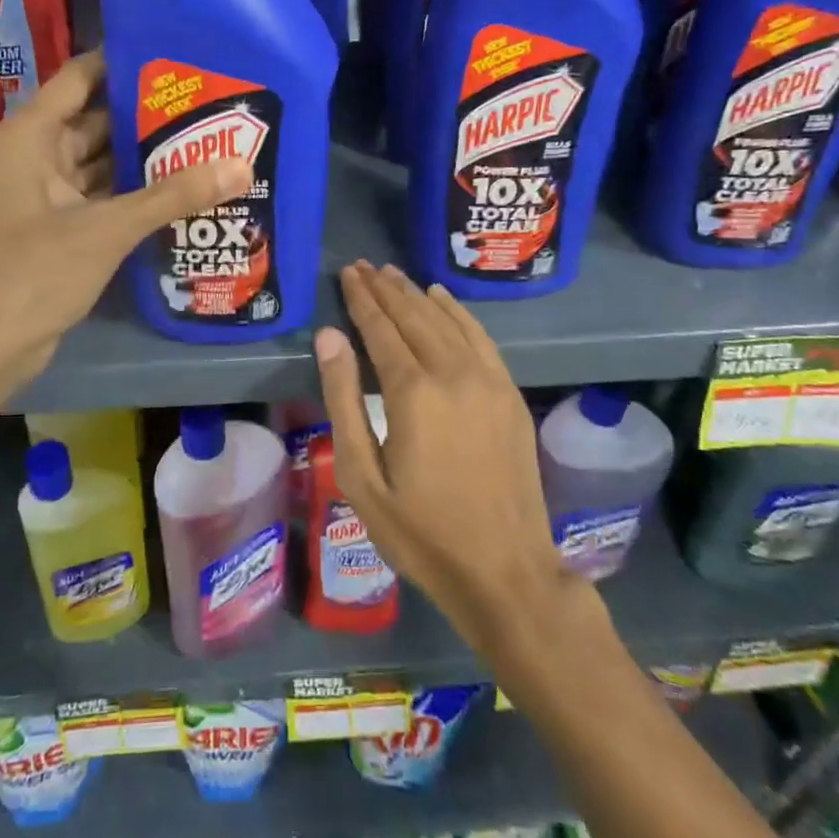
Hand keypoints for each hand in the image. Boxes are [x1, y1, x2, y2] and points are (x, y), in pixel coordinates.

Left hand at [0, 50, 251, 395]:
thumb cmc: (32, 272)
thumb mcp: (106, 229)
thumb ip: (172, 196)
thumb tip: (241, 166)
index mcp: (33, 135)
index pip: (82, 76)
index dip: (125, 61)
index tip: (177, 54)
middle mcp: (38, 154)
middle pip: (98, 118)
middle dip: (148, 113)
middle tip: (208, 101)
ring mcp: (48, 193)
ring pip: (103, 161)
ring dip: (145, 156)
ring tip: (206, 139)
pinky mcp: (60, 227)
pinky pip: (104, 195)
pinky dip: (135, 192)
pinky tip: (181, 188)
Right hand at [315, 261, 585, 643]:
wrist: (505, 571)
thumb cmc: (421, 531)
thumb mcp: (361, 476)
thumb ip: (343, 399)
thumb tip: (329, 336)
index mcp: (412, 392)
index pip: (381, 328)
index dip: (362, 298)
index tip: (348, 273)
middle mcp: (452, 373)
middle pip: (414, 316)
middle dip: (385, 288)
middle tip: (364, 266)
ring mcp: (487, 381)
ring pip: (446, 320)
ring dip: (418, 294)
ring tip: (394, 275)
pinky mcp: (509, 394)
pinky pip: (480, 337)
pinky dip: (458, 312)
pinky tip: (443, 299)